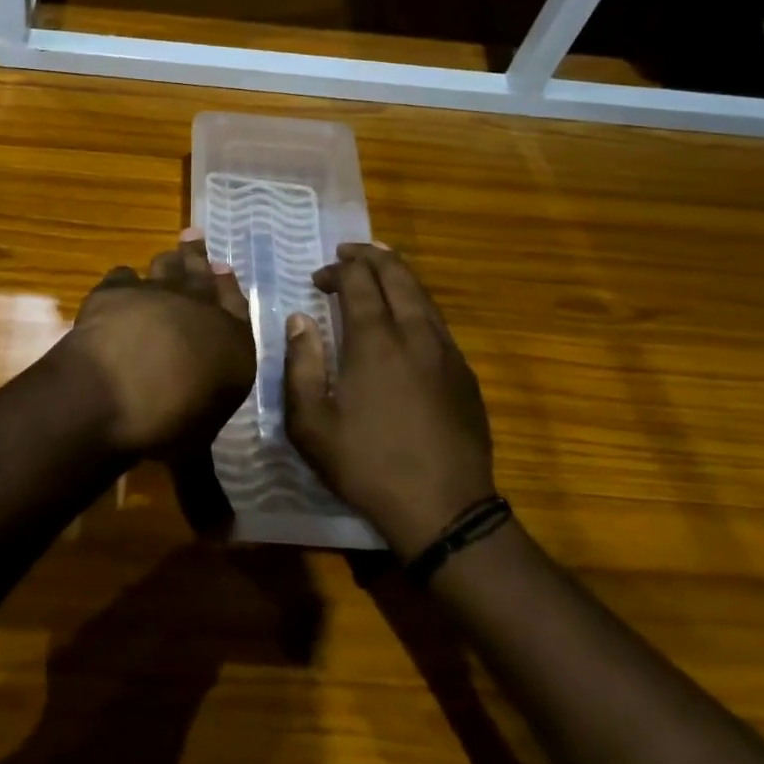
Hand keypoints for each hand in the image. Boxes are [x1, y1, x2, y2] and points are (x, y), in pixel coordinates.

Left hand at [59, 230, 257, 456]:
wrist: (118, 390)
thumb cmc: (170, 423)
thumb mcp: (196, 448)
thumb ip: (204, 456)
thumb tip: (214, 513)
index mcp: (232, 343)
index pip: (237, 306)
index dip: (229, 287)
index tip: (225, 268)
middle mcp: (200, 310)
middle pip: (202, 275)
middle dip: (200, 257)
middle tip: (195, 237)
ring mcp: (158, 294)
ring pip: (167, 267)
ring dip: (169, 260)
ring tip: (169, 253)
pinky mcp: (117, 290)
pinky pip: (123, 275)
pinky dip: (124, 279)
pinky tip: (122, 281)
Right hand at [284, 244, 494, 559]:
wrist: (445, 510)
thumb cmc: (367, 466)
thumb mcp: (311, 424)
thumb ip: (301, 365)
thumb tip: (299, 320)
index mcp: (374, 341)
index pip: (359, 281)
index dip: (337, 270)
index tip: (319, 279)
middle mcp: (414, 333)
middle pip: (397, 274)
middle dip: (371, 256)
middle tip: (349, 254)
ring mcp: (446, 351)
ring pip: (423, 294)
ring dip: (398, 274)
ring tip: (379, 269)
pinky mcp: (464, 372)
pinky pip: (438, 320)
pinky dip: (417, 302)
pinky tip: (406, 317)